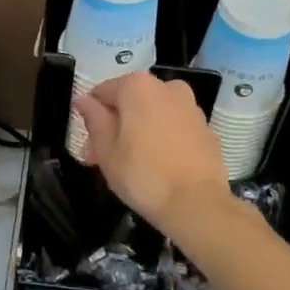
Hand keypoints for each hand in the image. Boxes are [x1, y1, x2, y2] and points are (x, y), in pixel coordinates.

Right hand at [73, 71, 229, 233]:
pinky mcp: (206, 128)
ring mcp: (190, 106)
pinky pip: (174, 127)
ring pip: (153, 114)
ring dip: (138, 132)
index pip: (102, 92)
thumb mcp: (105, 149)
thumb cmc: (142, 174)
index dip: (91, 118)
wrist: (197, 203)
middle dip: (115, 127)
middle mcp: (167, 87)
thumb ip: (94, 119)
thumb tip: (83, 100)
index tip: (89, 147)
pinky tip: (158, 166)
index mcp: (138, 86)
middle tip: (104, 160)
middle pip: (130, 102)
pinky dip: (163, 139)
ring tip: (131, 165)